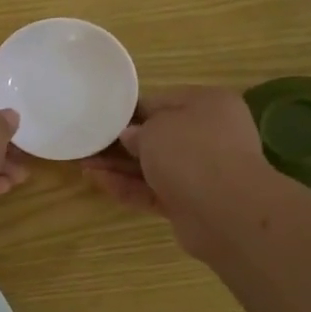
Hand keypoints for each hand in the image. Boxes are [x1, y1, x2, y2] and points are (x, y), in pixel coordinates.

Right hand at [81, 88, 287, 259]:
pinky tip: (97, 181)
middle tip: (89, 142)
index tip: (103, 117)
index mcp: (208, 105)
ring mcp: (202, 172)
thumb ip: (137, 130)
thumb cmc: (191, 151)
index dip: (131, 109)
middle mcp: (209, 135)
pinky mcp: (191, 203)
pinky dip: (128, 187)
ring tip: (84, 164)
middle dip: (122, 142)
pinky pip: (153, 190)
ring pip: (153, 165)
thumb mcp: (155, 128)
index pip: (163, 101)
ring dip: (119, 166)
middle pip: (158, 136)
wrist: (226, 211)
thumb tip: (131, 137)